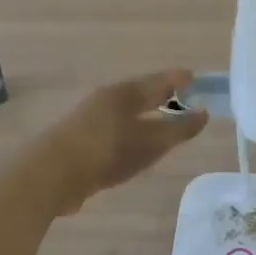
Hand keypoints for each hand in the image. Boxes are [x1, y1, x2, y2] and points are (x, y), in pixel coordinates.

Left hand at [45, 70, 208, 213]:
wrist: (51, 174)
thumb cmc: (106, 151)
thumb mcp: (150, 142)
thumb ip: (178, 129)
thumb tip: (203, 113)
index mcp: (125, 93)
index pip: (159, 81)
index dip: (179, 80)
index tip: (197, 80)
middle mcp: (107, 100)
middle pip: (141, 93)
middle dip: (163, 95)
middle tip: (185, 98)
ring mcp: (91, 120)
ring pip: (127, 112)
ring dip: (147, 115)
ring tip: (164, 123)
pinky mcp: (82, 141)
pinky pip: (117, 131)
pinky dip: (133, 133)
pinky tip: (136, 146)